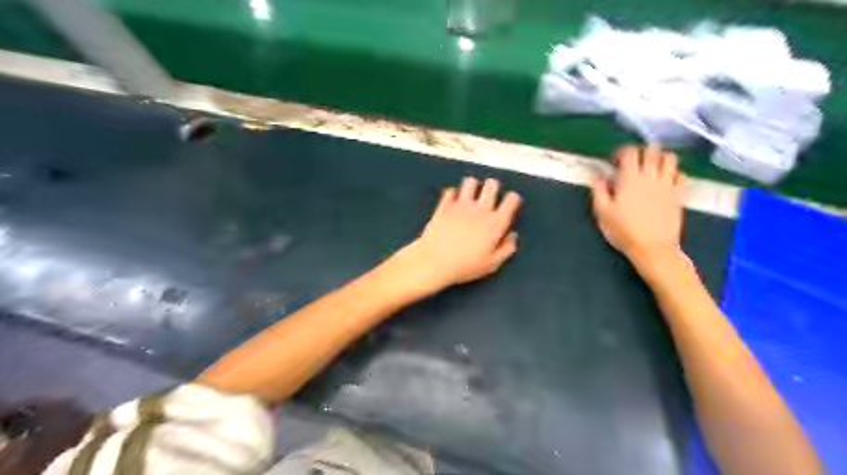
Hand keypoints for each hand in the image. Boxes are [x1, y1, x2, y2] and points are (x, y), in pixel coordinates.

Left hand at [398, 177, 520, 293]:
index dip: (512, 199)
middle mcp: (480, 210)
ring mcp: (461, 205)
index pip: (511, 200)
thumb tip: (512, 236)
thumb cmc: (465, 266)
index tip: (509, 204)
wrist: (435, 262)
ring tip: (470, 196)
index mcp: (495, 224)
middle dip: (493, 187)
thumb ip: (506, 248)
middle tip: (489, 196)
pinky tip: (453, 202)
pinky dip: (453, 194)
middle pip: (492, 185)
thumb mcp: (491, 264)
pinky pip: (450, 191)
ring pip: (471, 182)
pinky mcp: (444, 205)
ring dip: (472, 187)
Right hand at [591, 143, 687, 265]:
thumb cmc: (623, 230)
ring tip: (651, 168)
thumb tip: (598, 176)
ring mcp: (667, 184)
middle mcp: (650, 176)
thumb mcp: (602, 212)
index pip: (629, 152)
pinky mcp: (678, 194)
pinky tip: (666, 181)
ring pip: (670, 158)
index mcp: (629, 178)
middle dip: (642, 151)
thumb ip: (598, 190)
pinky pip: (681, 175)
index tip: (615, 161)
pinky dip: (674, 173)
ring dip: (660, 158)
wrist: (652, 247)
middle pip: (652, 150)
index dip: (621, 152)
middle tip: (634, 163)